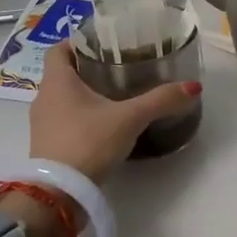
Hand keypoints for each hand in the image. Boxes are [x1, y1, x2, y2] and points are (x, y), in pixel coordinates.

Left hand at [29, 41, 201, 186]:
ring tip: (115, 93)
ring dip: (84, 93)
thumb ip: (161, 100)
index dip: (78, 42)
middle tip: (118, 64)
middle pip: (63, 72)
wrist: (58, 194)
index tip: (102, 42)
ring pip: (62, 98)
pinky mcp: (47, 146)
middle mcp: (44, 98)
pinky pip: (63, 120)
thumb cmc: (88, 143)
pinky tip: (104, 123)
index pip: (59, 49)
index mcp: (57, 82)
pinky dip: (80, 115)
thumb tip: (193, 86)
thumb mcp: (130, 118)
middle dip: (88, 67)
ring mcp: (42, 124)